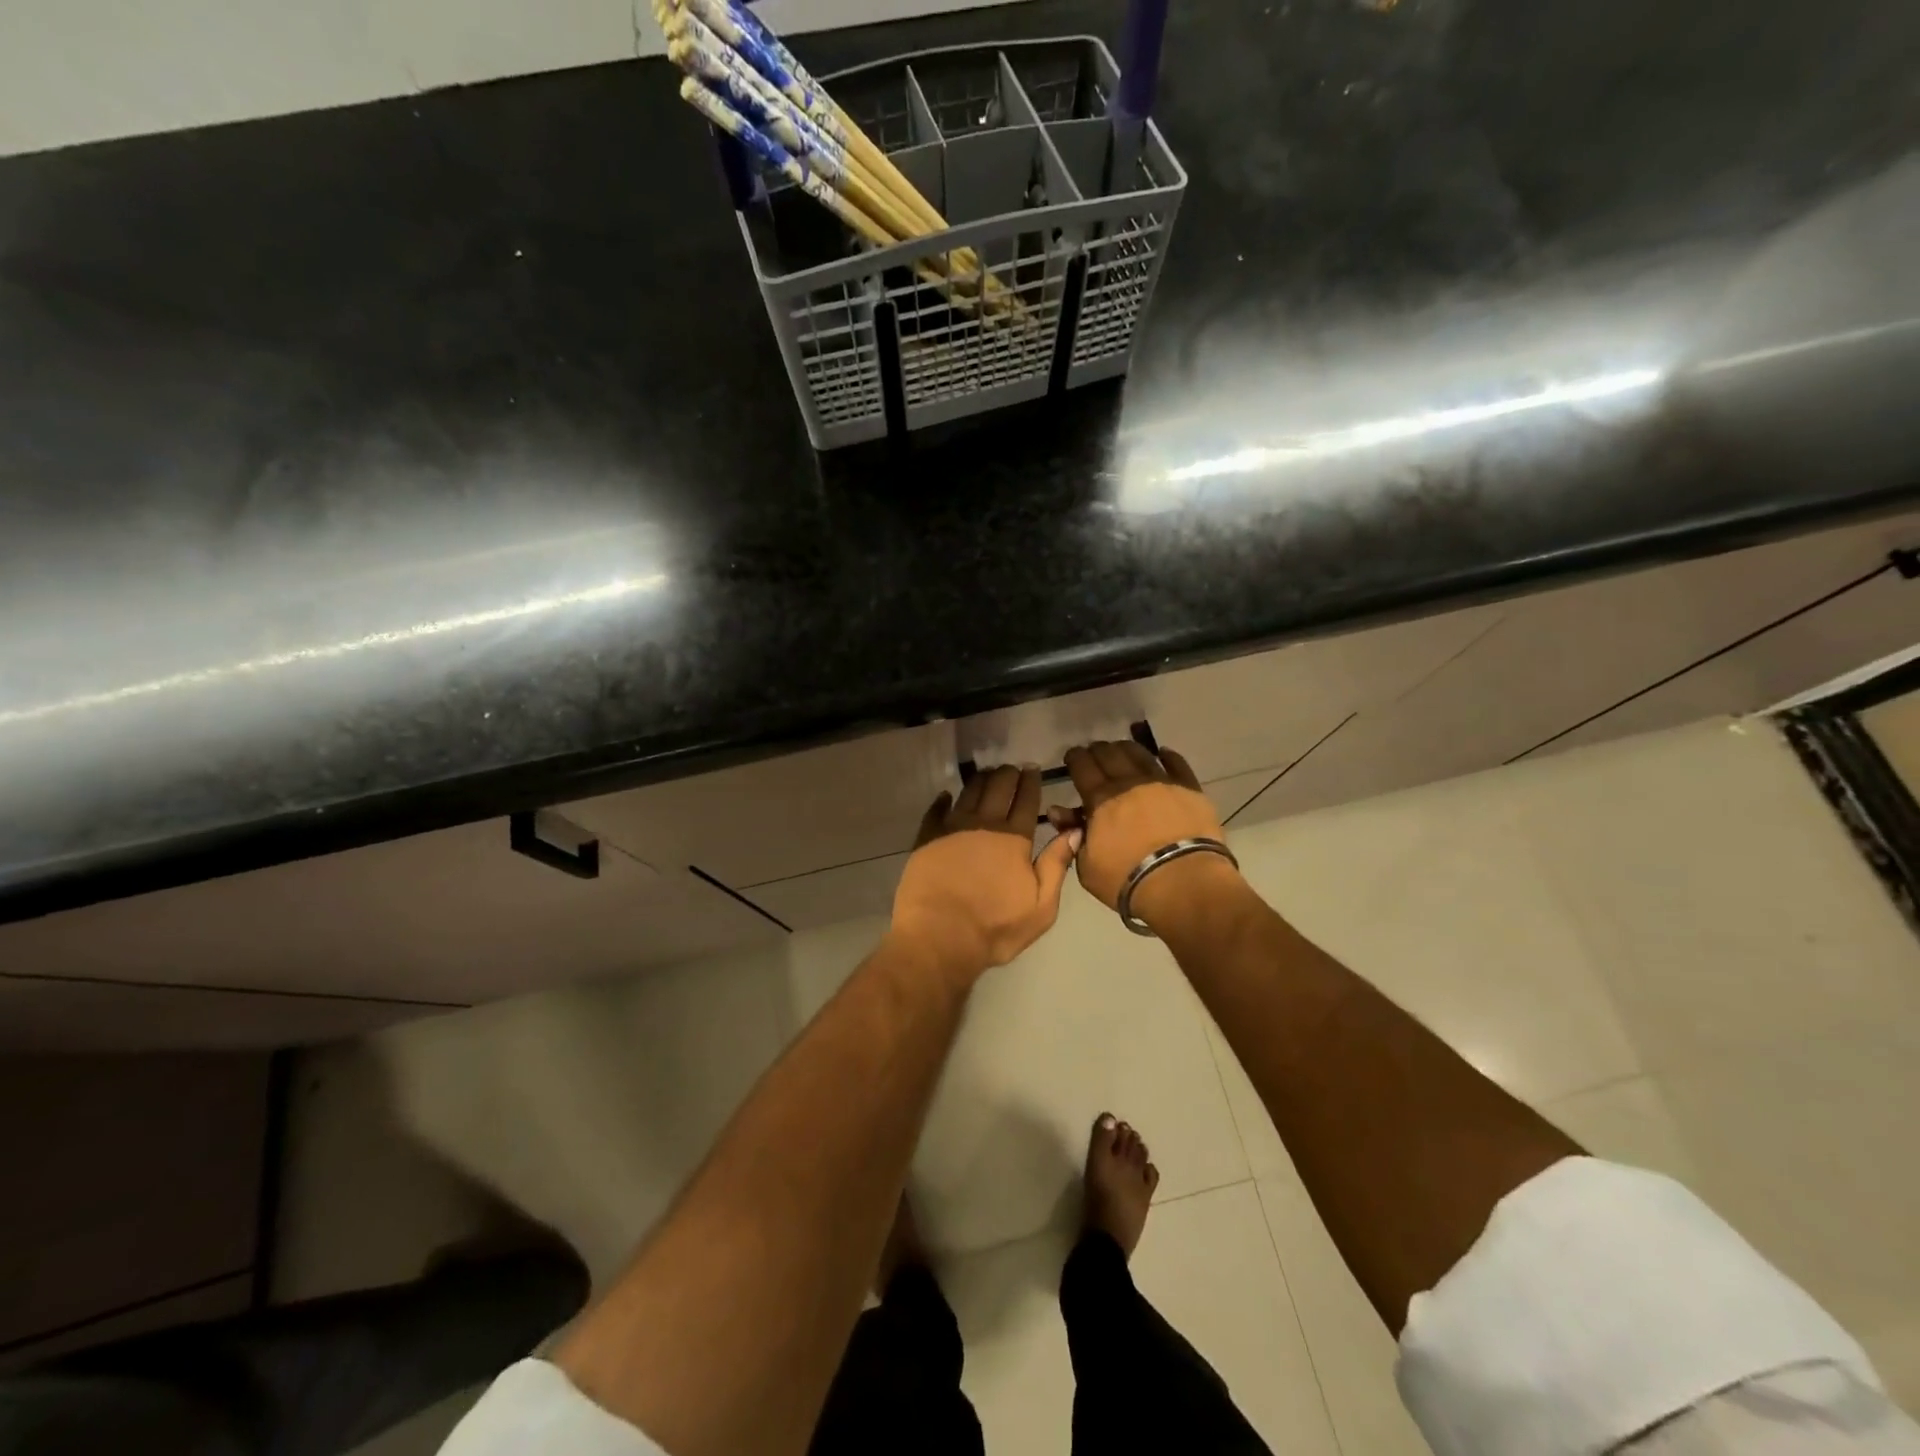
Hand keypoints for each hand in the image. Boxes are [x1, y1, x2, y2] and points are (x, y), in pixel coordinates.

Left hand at [892, 766, 1081, 976]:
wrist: (939, 936)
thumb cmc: (995, 927)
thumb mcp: (1041, 906)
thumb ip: (1057, 865)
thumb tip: (1074, 830)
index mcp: (1014, 838)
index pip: (1026, 801)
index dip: (1030, 783)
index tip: (1033, 769)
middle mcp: (984, 824)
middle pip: (998, 788)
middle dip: (1007, 774)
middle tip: (1012, 769)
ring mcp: (952, 828)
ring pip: (969, 792)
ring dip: (981, 780)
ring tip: (987, 774)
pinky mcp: (926, 838)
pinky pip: (936, 810)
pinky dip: (944, 799)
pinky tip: (947, 795)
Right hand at [1054, 741, 1242, 929]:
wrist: (1183, 883)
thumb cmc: (1128, 880)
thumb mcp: (1087, 866)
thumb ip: (1072, 834)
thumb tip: (1058, 811)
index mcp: (1100, 799)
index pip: (1082, 767)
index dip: (1075, 757)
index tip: (1071, 756)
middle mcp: (1129, 782)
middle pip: (1109, 754)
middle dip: (1097, 750)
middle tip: (1094, 753)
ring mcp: (1161, 783)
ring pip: (1140, 754)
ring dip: (1126, 748)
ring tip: (1121, 749)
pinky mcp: (1190, 790)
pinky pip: (1177, 765)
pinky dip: (1168, 756)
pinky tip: (1164, 753)